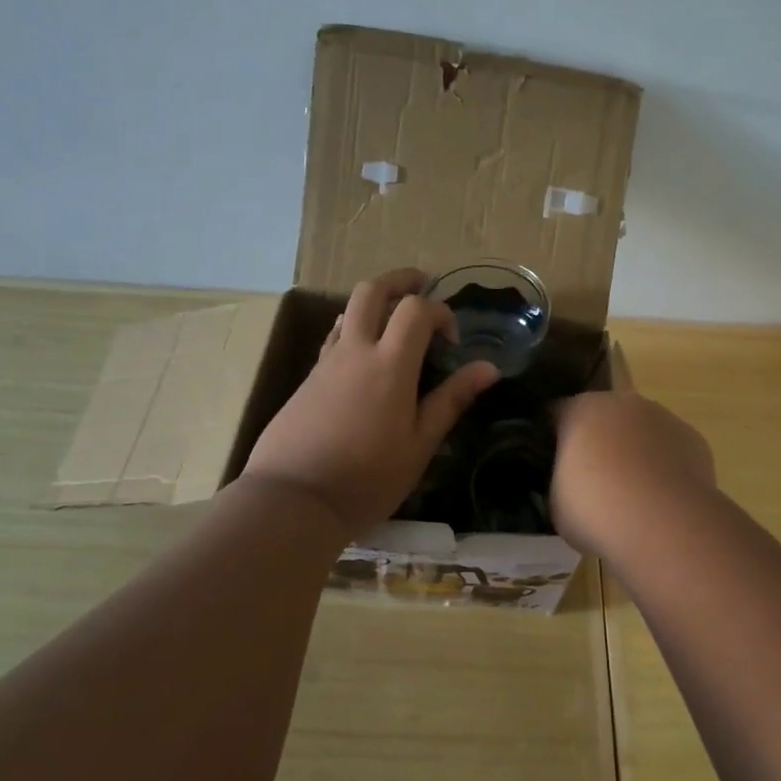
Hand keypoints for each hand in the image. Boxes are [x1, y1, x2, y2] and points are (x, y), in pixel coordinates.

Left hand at [241, 268, 500, 537]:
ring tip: (394, 322)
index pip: (416, 309)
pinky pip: (334, 338)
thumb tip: (488, 368)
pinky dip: (354, 329)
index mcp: (389, 365)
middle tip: (422, 285)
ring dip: (374, 303)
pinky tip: (365, 359)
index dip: (441, 313)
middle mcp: (354, 351)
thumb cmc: (366, 479)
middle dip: (400, 280)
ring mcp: (325, 363)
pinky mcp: (307, 380)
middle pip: (372, 290)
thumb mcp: (419, 445)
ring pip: (347, 311)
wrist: (292, 499)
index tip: (451, 343)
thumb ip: (451, 400)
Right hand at [550, 391, 716, 556]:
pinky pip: (670, 450)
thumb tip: (570, 482)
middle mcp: (622, 403)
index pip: (558, 413)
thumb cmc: (594, 509)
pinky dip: (664, 467)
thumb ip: (560, 479)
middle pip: (604, 417)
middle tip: (592, 481)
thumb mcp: (556, 499)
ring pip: (641, 431)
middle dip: (598, 441)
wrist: (660, 523)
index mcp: (580, 410)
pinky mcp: (694, 440)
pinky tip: (661, 499)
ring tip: (632, 495)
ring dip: (634, 452)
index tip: (552, 463)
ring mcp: (663, 418)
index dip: (554, 438)